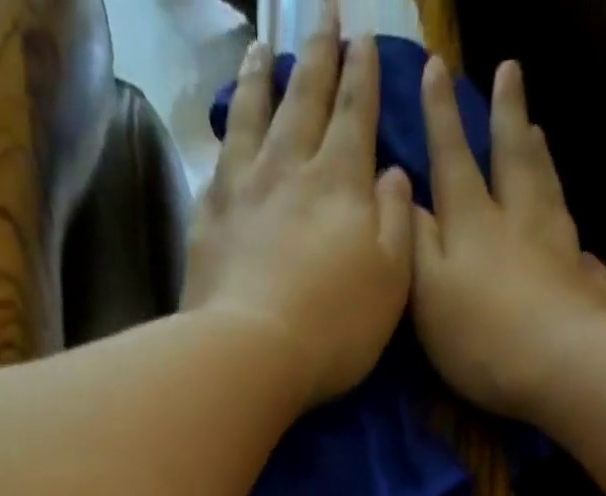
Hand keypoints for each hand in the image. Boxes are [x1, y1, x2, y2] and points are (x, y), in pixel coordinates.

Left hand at [182, 21, 414, 408]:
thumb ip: (397, 222)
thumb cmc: (335, 326)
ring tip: (262, 46)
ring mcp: (243, 188)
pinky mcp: (208, 217)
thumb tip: (394, 174)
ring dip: (261, 76)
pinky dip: (225, 134)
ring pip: (253, 114)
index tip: (365, 38)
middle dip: (318, 52)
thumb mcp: (392, 281)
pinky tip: (226, 127)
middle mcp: (290, 168)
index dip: (362, 74)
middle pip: (306, 97)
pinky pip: (218, 159)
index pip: (356, 112)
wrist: (252, 352)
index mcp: (341, 182)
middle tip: (322, 12)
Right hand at [411, 56, 605, 419]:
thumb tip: (405, 197)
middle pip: (512, 157)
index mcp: (473, 222)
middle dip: (506, 113)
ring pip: (548, 189)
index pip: (452, 158)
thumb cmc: (482, 336)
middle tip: (510, 70)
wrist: (560, 366)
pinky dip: (572, 234)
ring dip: (540, 157)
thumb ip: (416, 244)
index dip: (441, 116)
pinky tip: (576, 239)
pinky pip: (579, 249)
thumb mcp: (427, 293)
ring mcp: (559, 248)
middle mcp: (519, 221)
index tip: (437, 69)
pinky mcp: (586, 282)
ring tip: (538, 131)